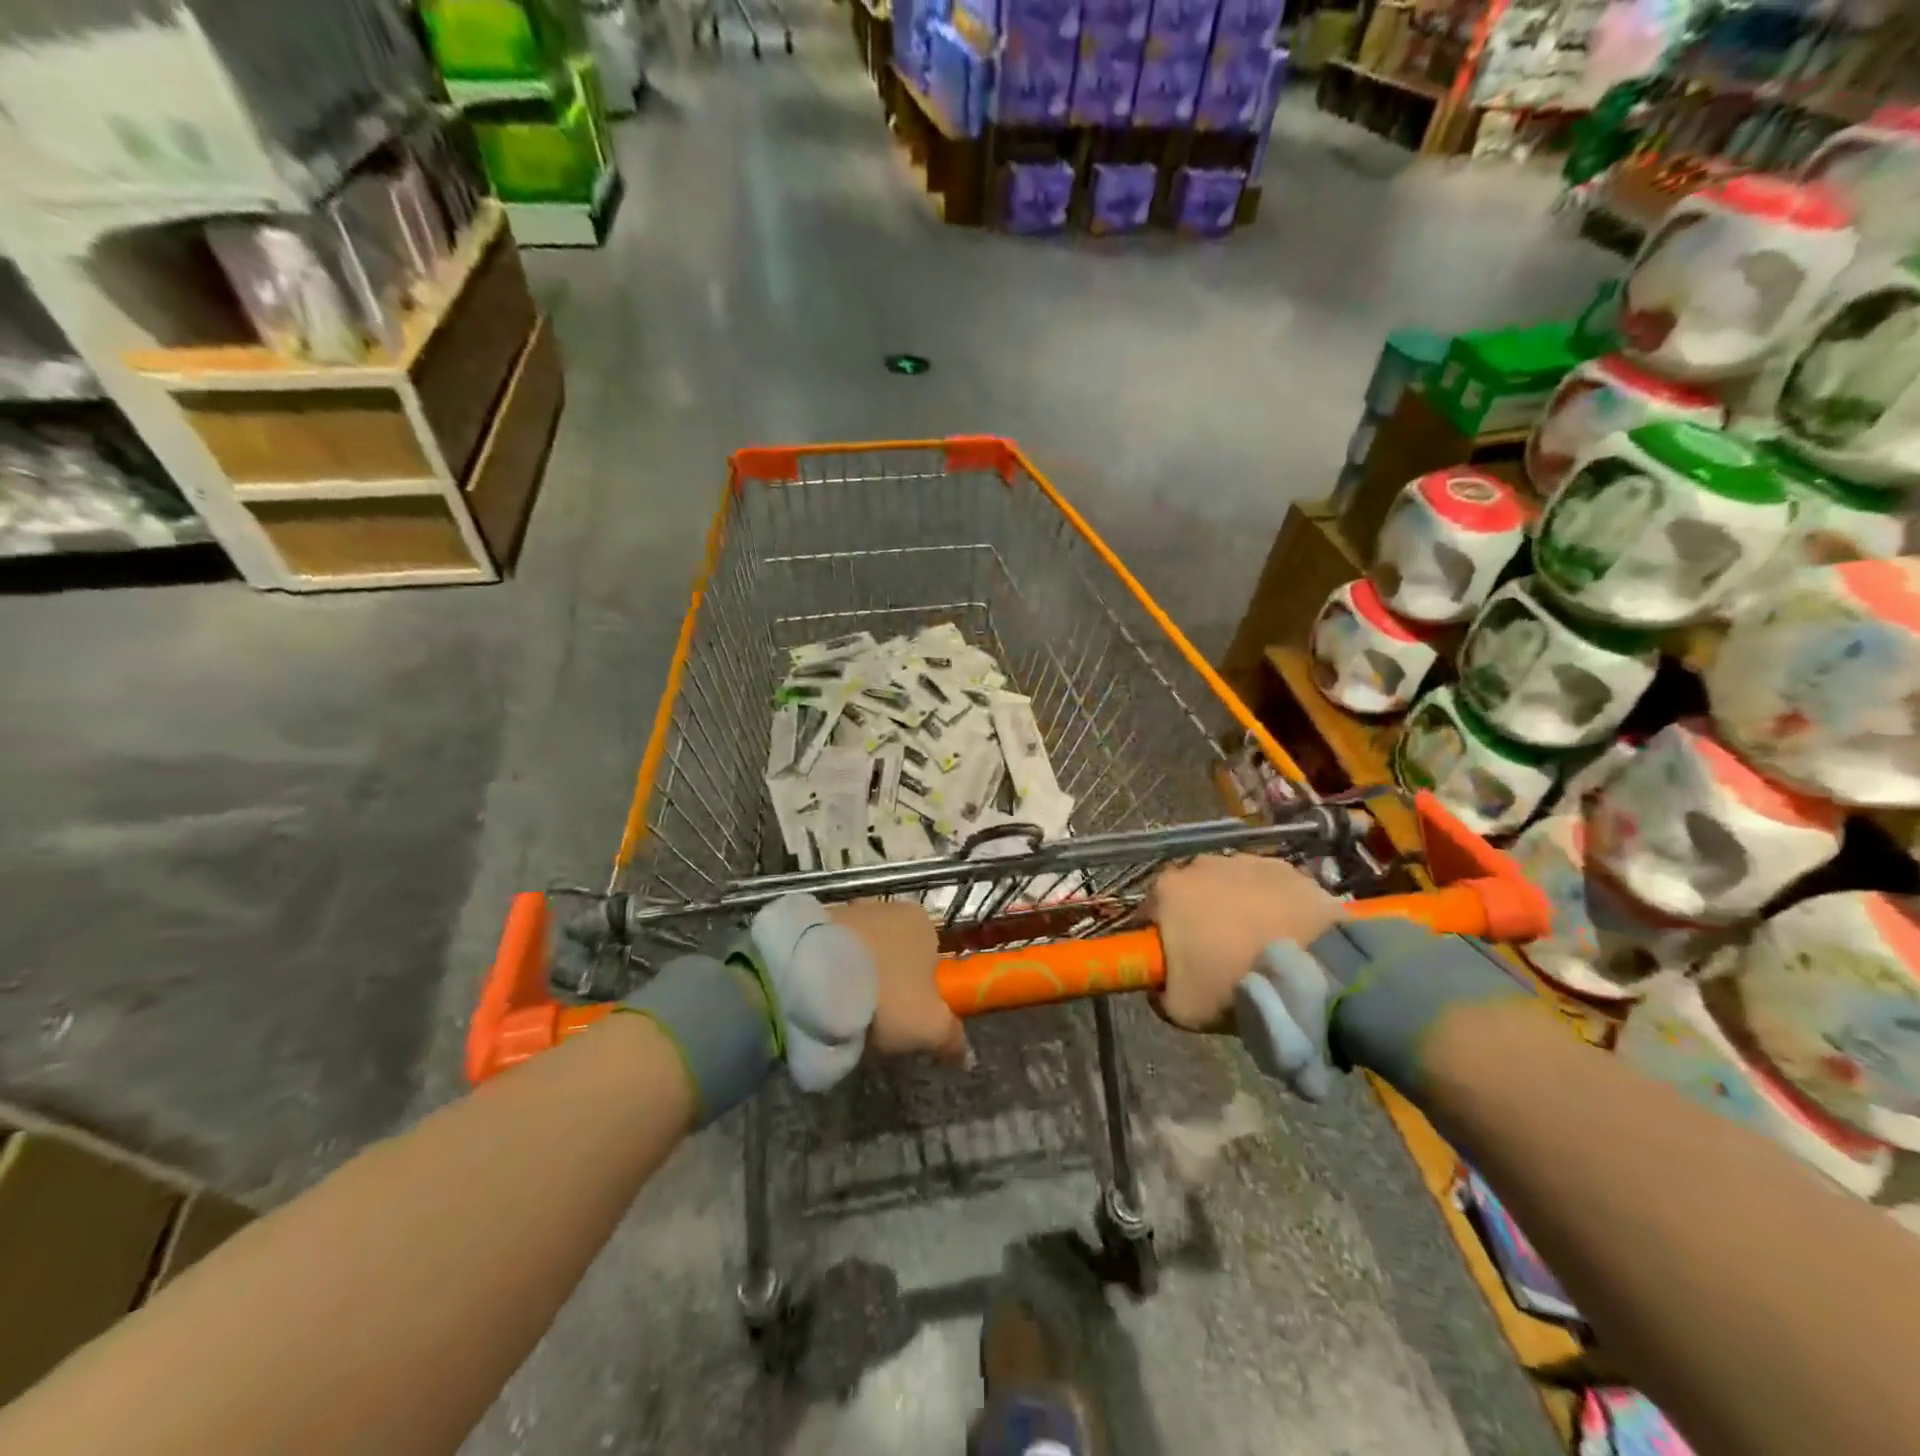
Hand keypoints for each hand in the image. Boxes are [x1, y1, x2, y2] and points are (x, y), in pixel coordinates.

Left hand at [829, 900, 970, 1067]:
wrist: (814, 974)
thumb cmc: (886, 995)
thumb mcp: (929, 1027)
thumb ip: (952, 1038)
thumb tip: (967, 1057)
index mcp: (923, 922)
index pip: (932, 960)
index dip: (922, 994)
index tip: (906, 1022)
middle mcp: (888, 907)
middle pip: (895, 955)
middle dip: (888, 985)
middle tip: (874, 1023)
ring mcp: (848, 910)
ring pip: (862, 952)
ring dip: (857, 978)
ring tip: (842, 1014)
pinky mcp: (813, 920)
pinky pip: (831, 952)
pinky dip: (829, 972)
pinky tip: (820, 999)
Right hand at [1144, 855, 1343, 1033]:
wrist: (1310, 969)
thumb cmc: (1232, 982)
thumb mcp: (1179, 1008)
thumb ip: (1158, 993)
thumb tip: (1159, 985)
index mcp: (1166, 890)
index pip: (1149, 914)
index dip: (1157, 939)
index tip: (1171, 963)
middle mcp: (1200, 864)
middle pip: (1189, 893)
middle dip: (1195, 917)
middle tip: (1214, 954)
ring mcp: (1245, 861)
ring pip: (1228, 886)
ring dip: (1233, 907)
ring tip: (1253, 942)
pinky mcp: (1284, 867)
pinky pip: (1265, 887)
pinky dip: (1267, 903)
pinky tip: (1281, 931)